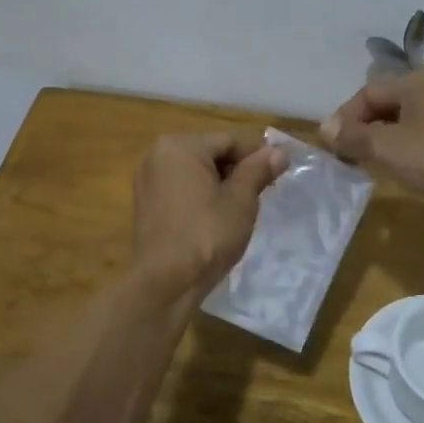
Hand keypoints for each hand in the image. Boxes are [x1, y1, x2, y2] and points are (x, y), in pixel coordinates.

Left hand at [132, 131, 285, 295]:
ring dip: (219, 184)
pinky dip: (199, 195)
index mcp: (180, 146)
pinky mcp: (144, 202)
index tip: (276, 178)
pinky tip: (214, 218)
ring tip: (238, 210)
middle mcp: (157, 154)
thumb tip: (279, 152)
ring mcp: (147, 178)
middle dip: (236, 171)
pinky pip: (180, 187)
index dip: (256, 157)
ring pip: (194, 171)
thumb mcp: (240, 201)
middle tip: (259, 196)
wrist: (165, 282)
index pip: (229, 141)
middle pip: (210, 153)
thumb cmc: (207, 234)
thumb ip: (258, 171)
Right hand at [321, 65, 423, 212]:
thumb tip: (324, 128)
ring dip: (387, 138)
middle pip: (389, 103)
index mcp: (416, 79)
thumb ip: (353, 136)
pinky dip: (411, 146)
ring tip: (374, 162)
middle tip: (351, 154)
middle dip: (366, 127)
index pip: (368, 92)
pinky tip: (406, 166)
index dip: (345, 117)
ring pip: (410, 119)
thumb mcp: (386, 147)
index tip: (333, 144)